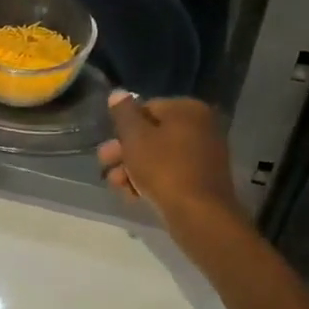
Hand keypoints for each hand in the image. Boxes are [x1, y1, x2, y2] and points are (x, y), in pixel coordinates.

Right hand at [97, 91, 243, 225]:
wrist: (199, 216)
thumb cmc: (164, 168)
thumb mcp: (135, 137)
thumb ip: (124, 113)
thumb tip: (118, 93)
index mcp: (188, 110)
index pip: (147, 107)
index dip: (124, 126)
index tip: (109, 143)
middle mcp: (201, 127)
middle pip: (152, 134)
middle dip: (125, 150)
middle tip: (104, 163)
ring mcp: (204, 155)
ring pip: (159, 156)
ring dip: (133, 168)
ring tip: (116, 184)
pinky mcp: (202, 181)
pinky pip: (171, 174)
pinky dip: (151, 181)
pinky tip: (132, 195)